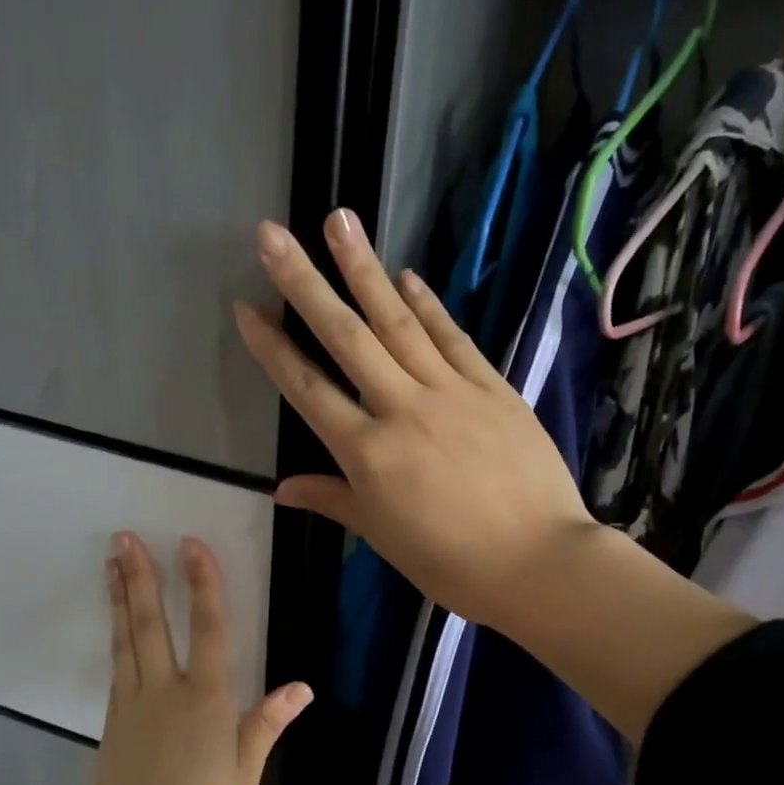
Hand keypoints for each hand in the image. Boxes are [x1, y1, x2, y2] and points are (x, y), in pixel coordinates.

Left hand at [88, 531, 309, 784]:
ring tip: (111, 561)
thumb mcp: (244, 776)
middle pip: (152, 624)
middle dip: (142, 577)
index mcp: (206, 701)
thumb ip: (266, 725)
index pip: (209, 630)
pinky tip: (116, 625)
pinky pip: (116, 666)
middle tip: (126, 537)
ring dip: (120, 597)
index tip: (192, 545)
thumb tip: (302, 686)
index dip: (204, 585)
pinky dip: (116, 636)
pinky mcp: (111, 722)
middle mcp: (166, 692)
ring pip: (127, 639)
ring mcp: (132, 704)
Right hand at [235, 208, 597, 634]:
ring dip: (366, 270)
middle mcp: (402, 409)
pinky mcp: (494, 388)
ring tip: (340, 221)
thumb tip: (281, 489)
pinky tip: (408, 276)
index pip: (309, 390)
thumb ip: (334, 501)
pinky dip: (429, 306)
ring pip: (400, 323)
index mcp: (368, 454)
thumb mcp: (384, 537)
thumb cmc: (452, 563)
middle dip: (305, 283)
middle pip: (347, 338)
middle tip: (273, 233)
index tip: (246, 308)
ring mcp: (452, 392)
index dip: (274, 348)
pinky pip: (455, 339)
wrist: (537, 562)